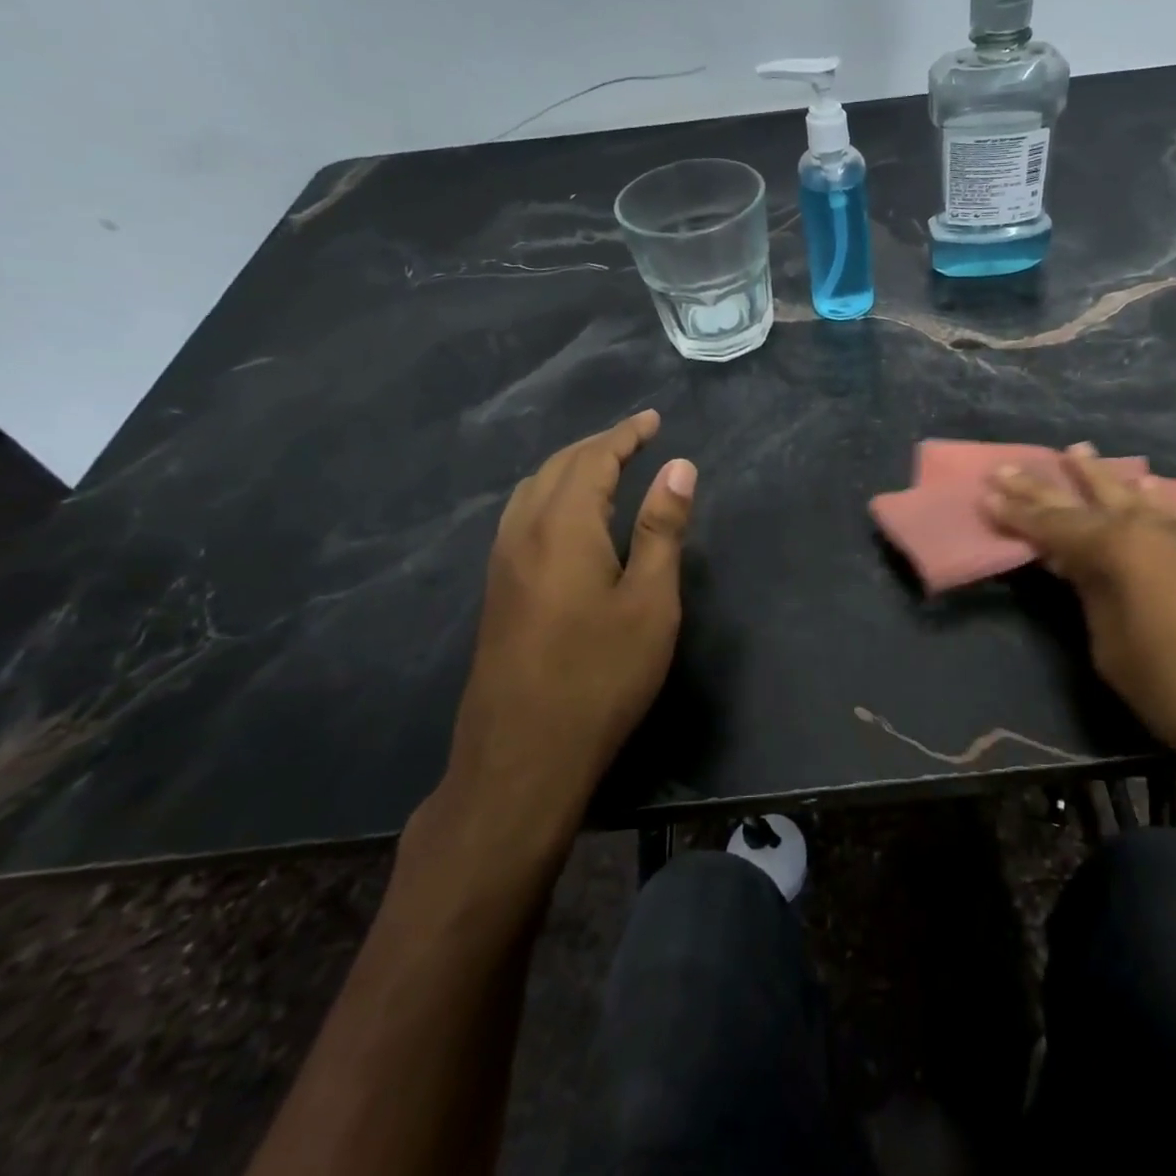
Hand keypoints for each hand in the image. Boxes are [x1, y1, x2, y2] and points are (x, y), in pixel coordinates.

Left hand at [441, 409, 696, 826]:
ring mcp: (502, 563)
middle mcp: (523, 532)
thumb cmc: (600, 676)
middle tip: (635, 439)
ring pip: (532, 491)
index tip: (652, 419)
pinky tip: (569, 520)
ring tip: (606, 470)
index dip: (624, 435)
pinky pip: (522, 518)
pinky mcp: (497, 591)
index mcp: (563, 526)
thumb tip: (679, 466)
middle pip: (557, 468)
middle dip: (597, 446)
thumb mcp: (650, 601)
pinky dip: (551, 496)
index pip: (593, 459)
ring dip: (569, 469)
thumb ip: (661, 529)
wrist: (522, 756)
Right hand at [985, 445, 1175, 775]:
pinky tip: (1143, 489)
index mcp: (1117, 548)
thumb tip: (1087, 572)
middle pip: (1088, 499)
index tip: (986, 492)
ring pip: (1134, 496)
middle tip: (1011, 466)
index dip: (1016, 512)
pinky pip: (1165, 513)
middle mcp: (1152, 528)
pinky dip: (1143, 499)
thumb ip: (1094, 598)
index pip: (1052, 524)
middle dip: (1046, 485)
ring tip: (1078, 452)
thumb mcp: (1114, 650)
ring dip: (1101, 477)